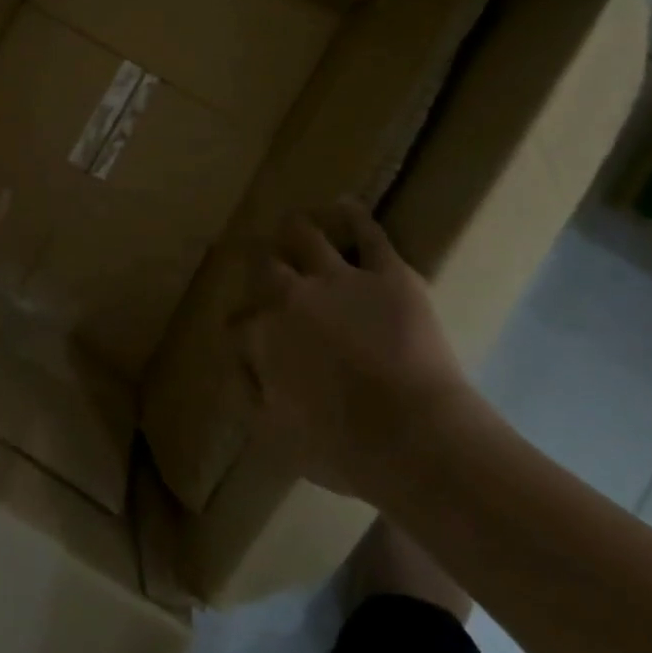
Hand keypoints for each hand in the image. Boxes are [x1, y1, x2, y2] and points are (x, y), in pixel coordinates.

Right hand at [237, 199, 476, 499]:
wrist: (414, 438)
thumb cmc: (342, 447)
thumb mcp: (275, 436)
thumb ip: (249, 394)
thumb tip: (237, 366)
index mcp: (264, 334)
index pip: (239, 322)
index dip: (242, 327)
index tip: (246, 334)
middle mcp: (291, 296)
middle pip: (264, 266)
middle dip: (260, 264)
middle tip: (264, 265)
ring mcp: (338, 279)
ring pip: (305, 236)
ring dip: (295, 229)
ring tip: (293, 222)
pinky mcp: (386, 274)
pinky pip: (367, 234)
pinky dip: (354, 215)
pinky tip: (346, 205)